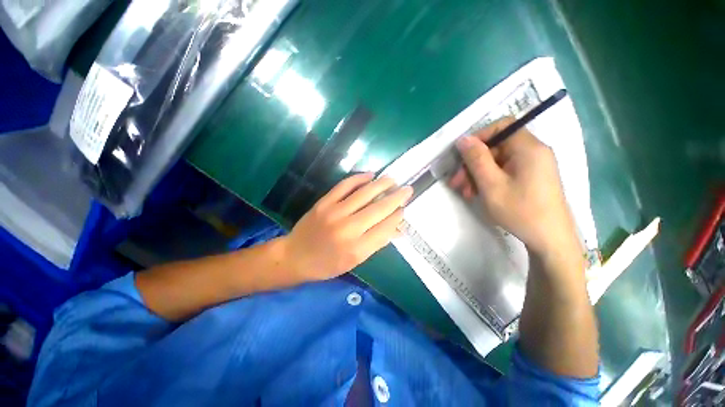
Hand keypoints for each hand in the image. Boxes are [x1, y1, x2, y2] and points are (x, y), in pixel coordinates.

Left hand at [280, 173, 412, 280]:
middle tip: (407, 189)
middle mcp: (348, 229)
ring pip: (364, 193)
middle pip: (379, 209)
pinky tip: (369, 175)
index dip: (398, 216)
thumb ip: (377, 243)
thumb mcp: (355, 261)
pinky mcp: (324, 202)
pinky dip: (359, 178)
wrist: (296, 256)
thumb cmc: (328, 264)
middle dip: (397, 198)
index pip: (386, 228)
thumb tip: (398, 229)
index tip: (404, 208)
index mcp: (357, 249)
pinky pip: (345, 185)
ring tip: (393, 180)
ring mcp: (335, 212)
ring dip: (381, 184)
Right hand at [449, 118, 581, 258]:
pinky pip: (504, 171)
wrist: (549, 240)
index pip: (502, 126)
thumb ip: (476, 159)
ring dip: (477, 174)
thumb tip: (463, 139)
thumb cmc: (520, 211)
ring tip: (464, 192)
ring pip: (497, 161)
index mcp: (528, 148)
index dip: (479, 137)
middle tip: (456, 182)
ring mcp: (533, 166)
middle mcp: (533, 152)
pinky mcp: (530, 178)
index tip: (462, 155)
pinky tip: (477, 194)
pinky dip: (488, 180)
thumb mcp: (491, 184)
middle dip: (472, 163)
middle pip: (496, 147)